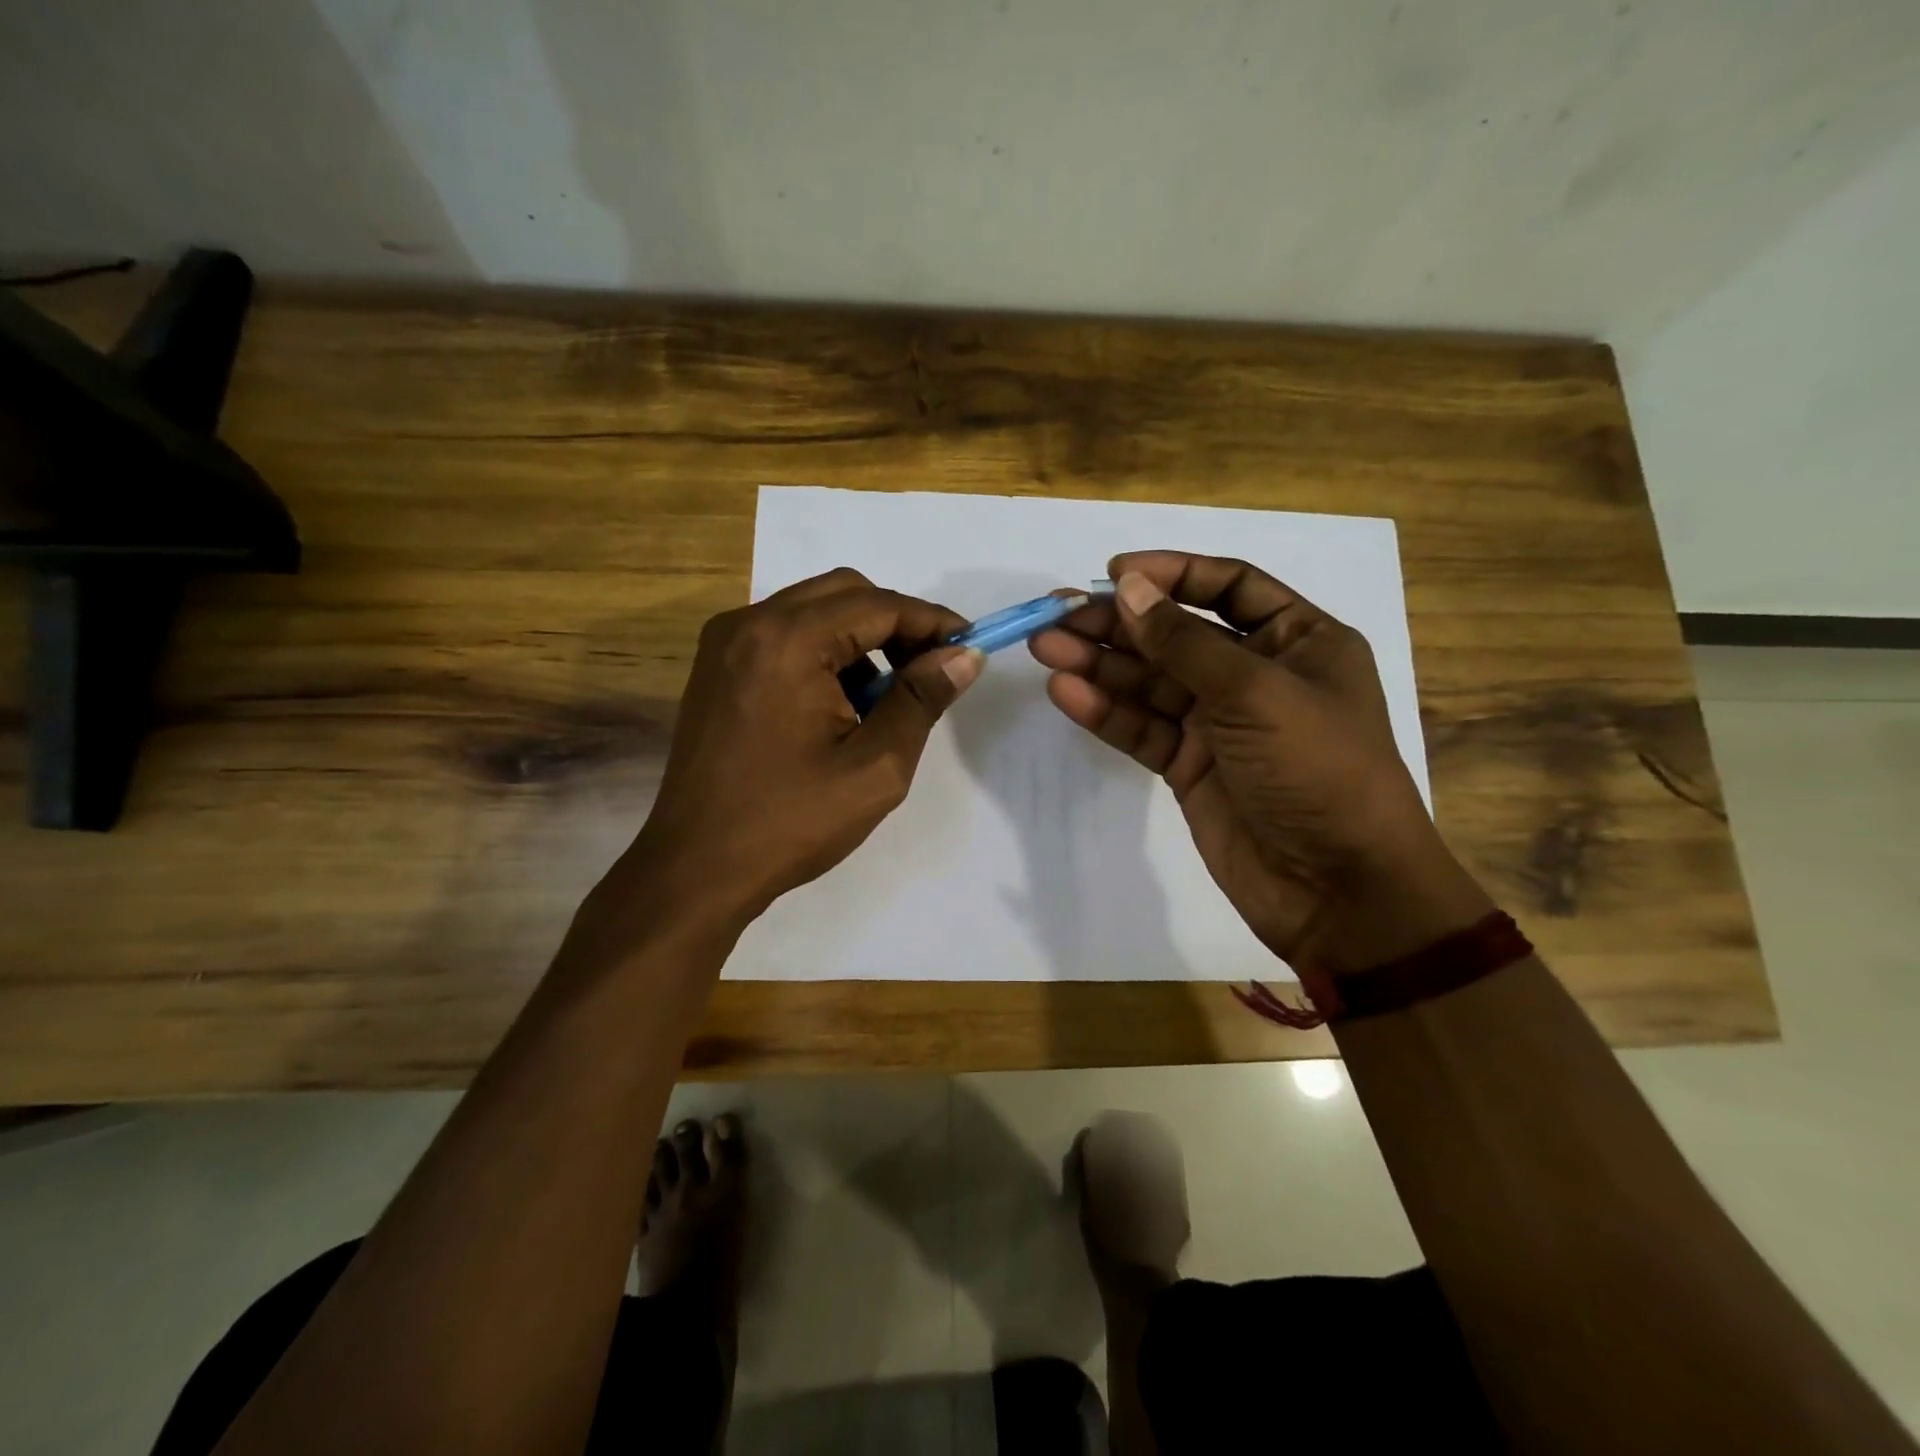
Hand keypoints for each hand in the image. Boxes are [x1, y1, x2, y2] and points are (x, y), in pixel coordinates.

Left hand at [624, 568, 983, 930]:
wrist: (696, 868)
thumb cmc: (790, 823)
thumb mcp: (875, 767)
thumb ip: (921, 699)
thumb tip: (965, 655)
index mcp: (787, 642)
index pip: (878, 605)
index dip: (931, 622)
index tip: (969, 647)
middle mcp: (749, 623)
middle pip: (844, 592)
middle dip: (896, 624)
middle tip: (930, 671)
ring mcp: (725, 643)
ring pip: (813, 610)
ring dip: (859, 639)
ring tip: (882, 700)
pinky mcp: (716, 666)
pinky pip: (784, 635)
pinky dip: (823, 653)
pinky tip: (838, 706)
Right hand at [1031, 551, 1490, 973]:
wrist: (1336, 888)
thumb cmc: (1317, 769)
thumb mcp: (1255, 692)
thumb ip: (1185, 641)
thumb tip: (1128, 587)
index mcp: (1298, 640)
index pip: (1228, 586)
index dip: (1172, 573)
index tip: (1115, 572)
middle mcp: (1257, 675)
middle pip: (1177, 635)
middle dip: (1119, 624)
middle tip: (1059, 617)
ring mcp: (1220, 724)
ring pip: (1151, 683)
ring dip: (1100, 665)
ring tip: (1046, 648)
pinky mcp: (1190, 766)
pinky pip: (1144, 728)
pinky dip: (1107, 711)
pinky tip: (1066, 693)